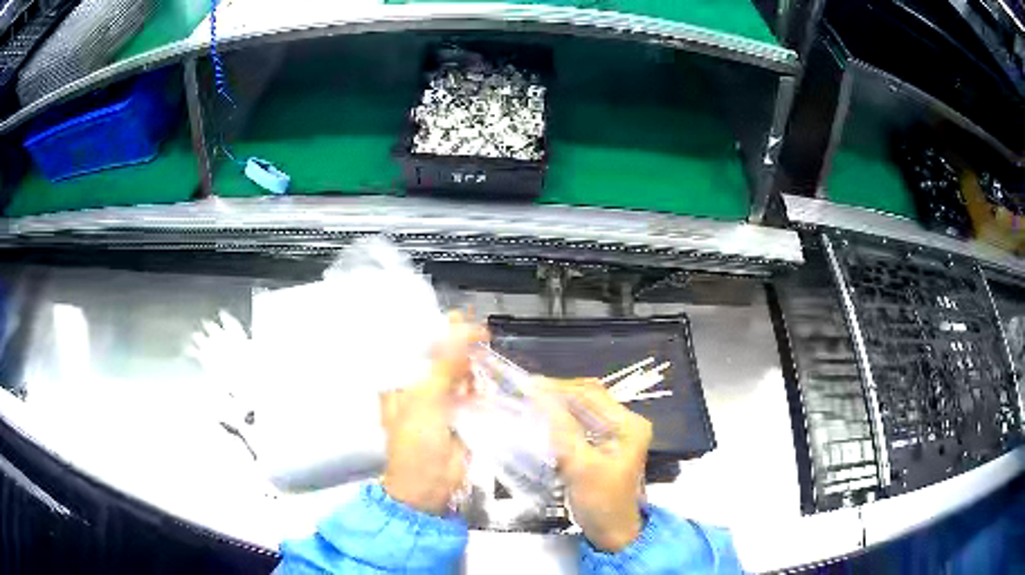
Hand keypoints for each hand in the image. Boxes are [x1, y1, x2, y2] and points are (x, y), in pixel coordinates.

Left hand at [380, 313, 486, 514]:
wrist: (430, 487)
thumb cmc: (416, 444)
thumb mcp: (426, 401)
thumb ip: (445, 364)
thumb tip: (460, 325)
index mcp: (399, 382)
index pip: (414, 347)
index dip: (434, 330)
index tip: (459, 316)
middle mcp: (416, 387)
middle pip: (437, 357)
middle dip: (457, 343)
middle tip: (479, 331)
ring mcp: (438, 401)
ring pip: (455, 372)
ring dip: (470, 361)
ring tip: (486, 345)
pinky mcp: (458, 415)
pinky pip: (469, 392)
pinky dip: (478, 382)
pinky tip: (487, 371)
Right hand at [543, 379, 651, 551]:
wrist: (612, 533)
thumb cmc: (601, 503)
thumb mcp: (580, 467)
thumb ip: (562, 430)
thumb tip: (539, 396)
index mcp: (628, 425)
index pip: (590, 395)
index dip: (558, 388)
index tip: (527, 385)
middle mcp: (626, 422)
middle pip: (588, 397)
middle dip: (557, 393)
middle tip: (525, 390)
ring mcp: (616, 432)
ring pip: (583, 408)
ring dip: (558, 404)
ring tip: (530, 400)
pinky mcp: (605, 444)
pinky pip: (581, 422)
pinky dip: (562, 418)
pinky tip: (544, 418)